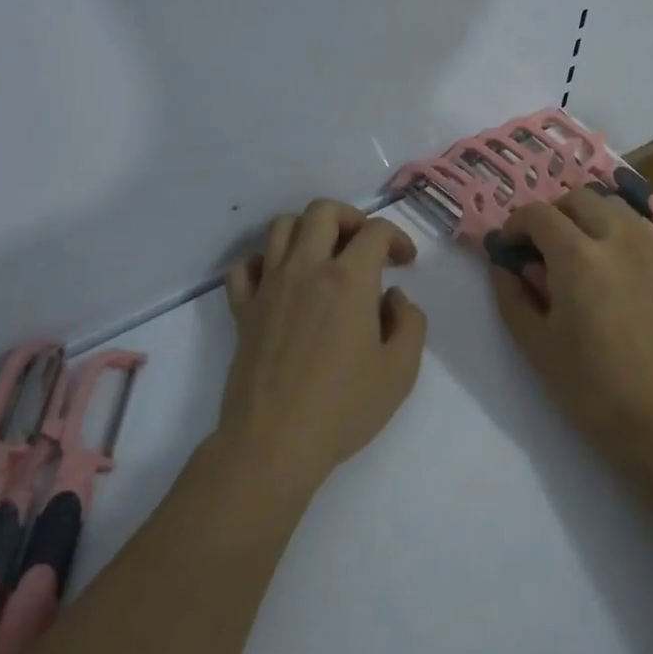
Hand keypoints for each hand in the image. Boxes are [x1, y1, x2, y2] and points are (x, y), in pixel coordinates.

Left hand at [219, 199, 426, 495]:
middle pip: (323, 210)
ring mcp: (269, 285)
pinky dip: (263, 261)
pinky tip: (280, 280)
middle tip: (365, 246)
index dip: (397, 238)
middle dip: (351, 218)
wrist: (274, 443)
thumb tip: (392, 297)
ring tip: (324, 256)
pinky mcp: (242, 309)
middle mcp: (306, 268)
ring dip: (308, 230)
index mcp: (349, 279)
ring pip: (281, 226)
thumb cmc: (344, 407)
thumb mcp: (401, 369)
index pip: (375, 231)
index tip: (406, 262)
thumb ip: (410, 321)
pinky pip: (245, 265)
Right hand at [488, 187, 652, 461]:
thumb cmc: (589, 386)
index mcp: (578, 257)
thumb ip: (511, 295)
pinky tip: (610, 268)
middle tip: (540, 247)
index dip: (516, 225)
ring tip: (576, 251)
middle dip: (552, 214)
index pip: (539, 214)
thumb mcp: (534, 343)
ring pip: (613, 206)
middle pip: (578, 198)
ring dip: (586, 217)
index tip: (509, 248)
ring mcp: (651, 249)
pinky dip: (616, 232)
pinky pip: (638, 229)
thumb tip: (502, 265)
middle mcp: (618, 239)